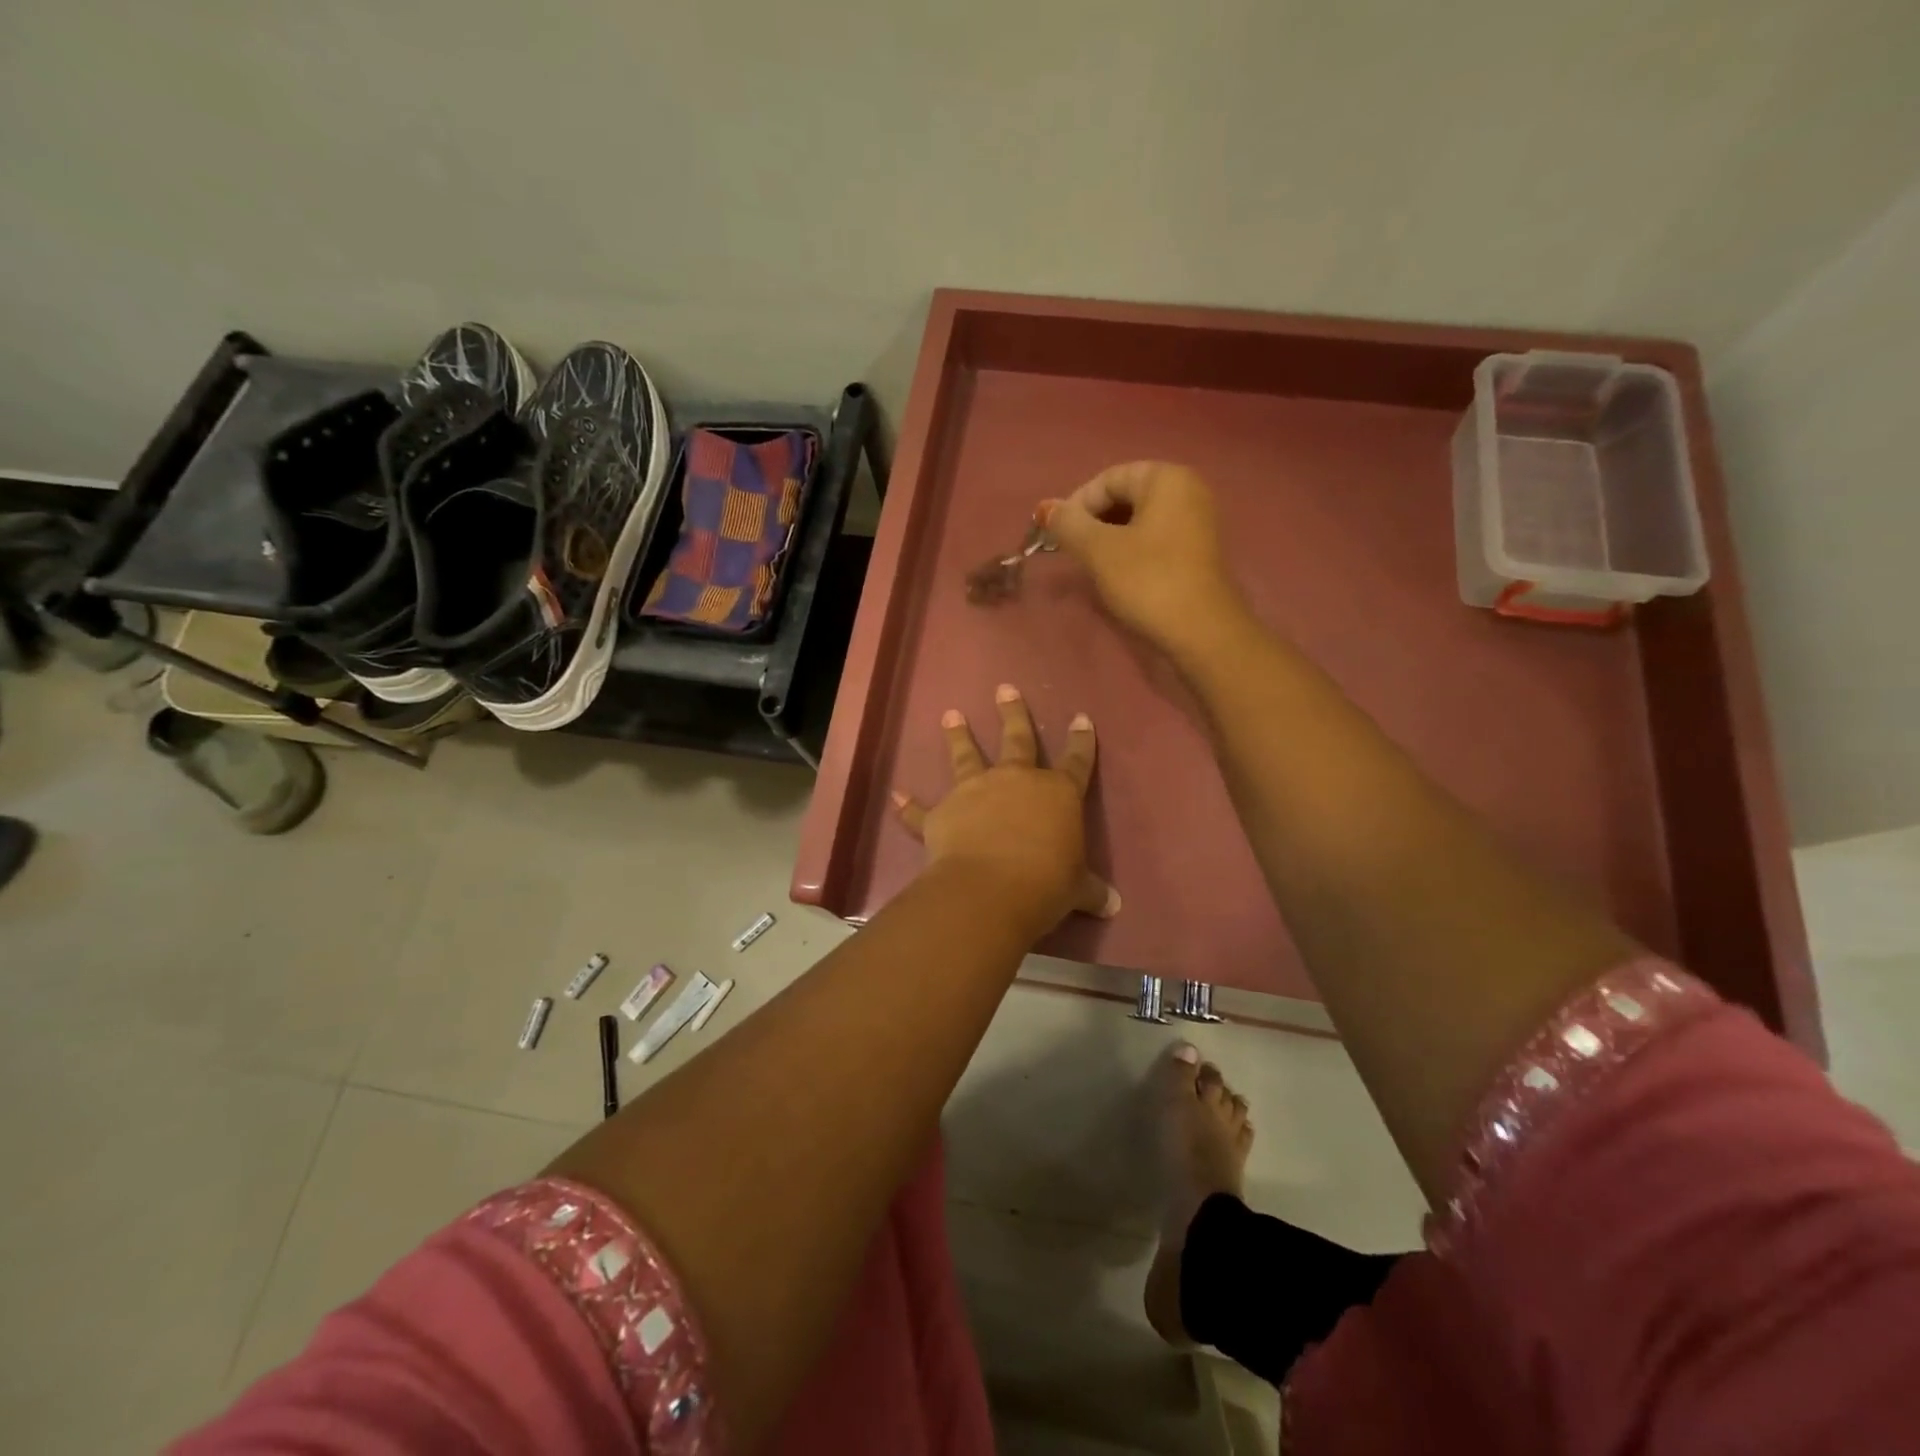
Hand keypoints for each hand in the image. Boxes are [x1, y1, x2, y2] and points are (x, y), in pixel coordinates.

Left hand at [893, 685, 1118, 936]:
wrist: (989, 890)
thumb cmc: (1045, 884)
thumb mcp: (1077, 888)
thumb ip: (1093, 890)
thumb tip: (1115, 905)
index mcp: (1057, 794)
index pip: (1076, 761)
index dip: (1081, 740)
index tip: (1081, 717)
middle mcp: (1015, 781)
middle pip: (1017, 738)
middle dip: (1013, 712)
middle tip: (1005, 689)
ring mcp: (975, 792)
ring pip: (966, 756)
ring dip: (959, 735)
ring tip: (951, 715)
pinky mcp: (942, 813)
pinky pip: (921, 810)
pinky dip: (908, 805)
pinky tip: (896, 795)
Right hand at [1040, 461, 1247, 656]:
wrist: (1201, 632)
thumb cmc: (1148, 581)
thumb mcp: (1099, 550)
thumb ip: (1068, 524)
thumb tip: (1045, 508)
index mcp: (1166, 478)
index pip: (1108, 479)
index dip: (1076, 506)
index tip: (1058, 538)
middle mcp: (1187, 491)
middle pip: (1124, 497)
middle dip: (1093, 523)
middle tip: (1072, 553)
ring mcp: (1197, 522)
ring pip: (1138, 521)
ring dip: (1108, 539)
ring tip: (1091, 566)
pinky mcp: (1197, 552)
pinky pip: (1154, 539)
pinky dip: (1130, 551)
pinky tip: (1118, 576)